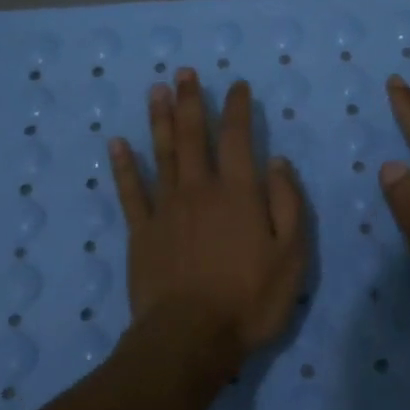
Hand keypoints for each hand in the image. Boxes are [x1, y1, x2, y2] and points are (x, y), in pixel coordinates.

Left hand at [109, 68, 306, 369]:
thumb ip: (288, 204)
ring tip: (156, 91)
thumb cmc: (250, 299)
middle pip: (193, 136)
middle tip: (184, 73)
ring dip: (159, 120)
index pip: (239, 138)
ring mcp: (166, 208)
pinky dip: (123, 166)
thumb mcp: (292, 256)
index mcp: (239, 193)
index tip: (236, 85)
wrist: (191, 337)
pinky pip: (130, 191)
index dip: (238, 108)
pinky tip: (117, 144)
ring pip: (162, 154)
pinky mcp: (141, 232)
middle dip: (191, 102)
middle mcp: (200, 189)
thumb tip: (277, 162)